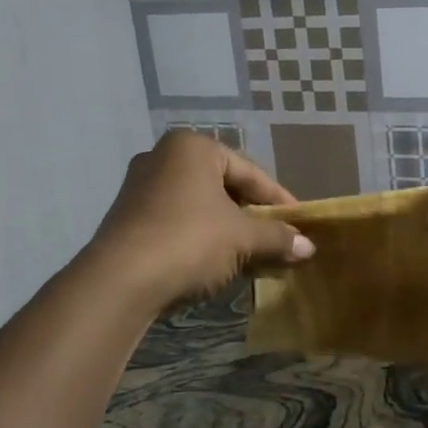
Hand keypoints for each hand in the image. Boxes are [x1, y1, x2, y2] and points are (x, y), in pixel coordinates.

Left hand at [85, 131, 314, 309]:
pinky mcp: (127, 217)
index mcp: (192, 147)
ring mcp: (140, 186)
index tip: (300, 223)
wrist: (119, 281)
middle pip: (223, 186)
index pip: (249, 172)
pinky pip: (177, 220)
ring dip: (228, 230)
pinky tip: (217, 263)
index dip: (278, 200)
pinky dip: (201, 237)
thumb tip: (308, 247)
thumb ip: (276, 237)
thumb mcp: (241, 238)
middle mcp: (163, 156)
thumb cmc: (188, 240)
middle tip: (277, 239)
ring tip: (252, 255)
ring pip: (199, 205)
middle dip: (252, 216)